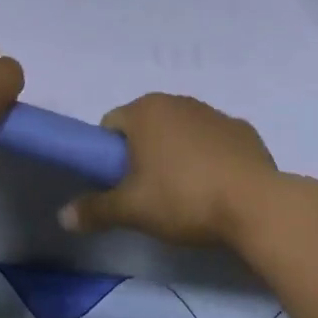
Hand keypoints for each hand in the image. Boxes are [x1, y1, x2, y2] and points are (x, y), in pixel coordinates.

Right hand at [57, 93, 282, 245]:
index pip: (111, 124)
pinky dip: (209, 156)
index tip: (118, 184)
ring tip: (184, 192)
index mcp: (145, 111)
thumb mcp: (133, 210)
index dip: (108, 154)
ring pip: (181, 130)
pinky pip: (213, 139)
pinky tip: (216, 186)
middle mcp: (177, 101)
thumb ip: (95, 209)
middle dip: (142, 152)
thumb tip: (62, 216)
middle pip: (146, 125)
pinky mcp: (241, 129)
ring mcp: (213, 112)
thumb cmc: (184, 198)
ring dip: (176, 152)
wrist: (256, 203)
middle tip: (148, 192)